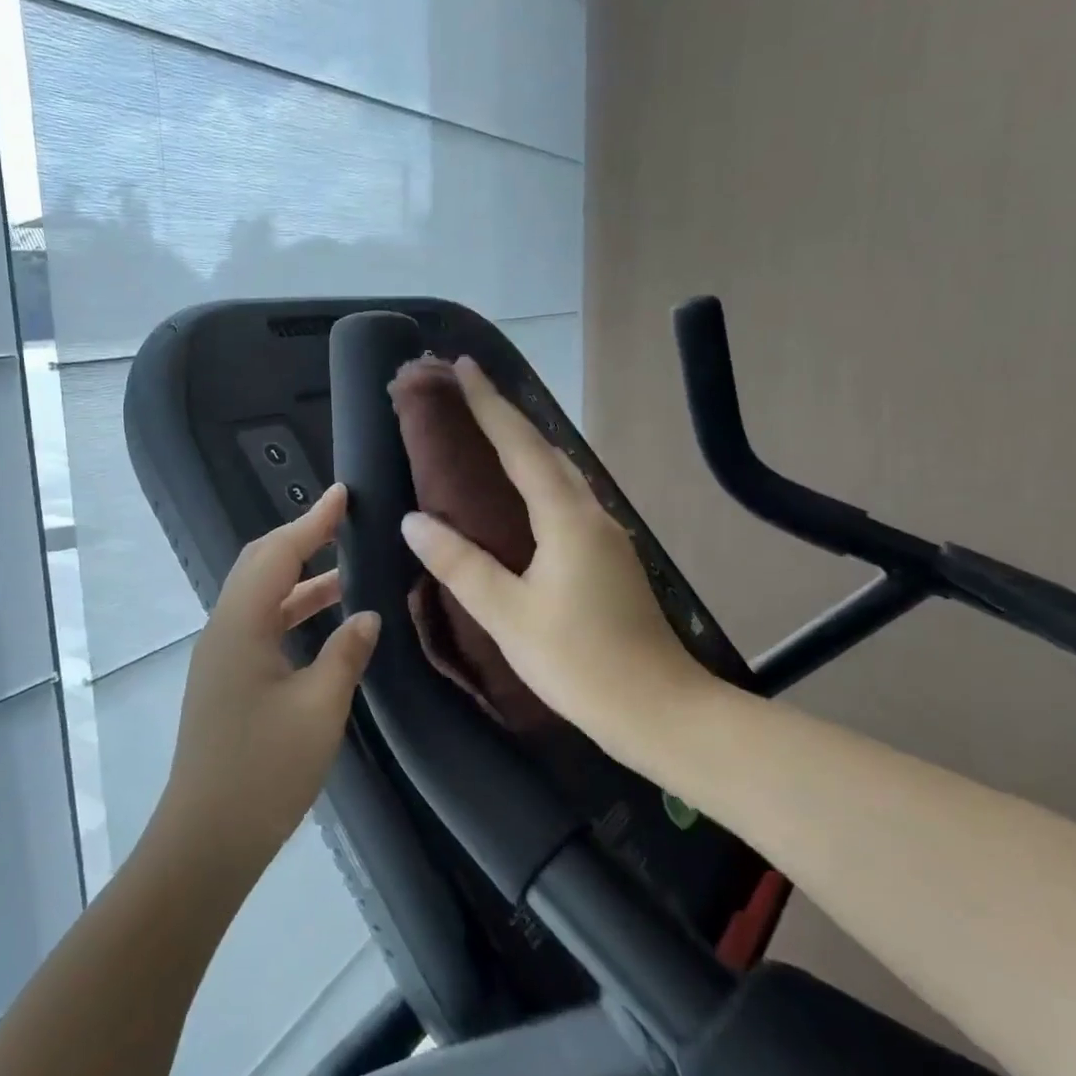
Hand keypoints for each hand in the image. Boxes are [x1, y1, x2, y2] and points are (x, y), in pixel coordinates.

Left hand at [155, 484, 379, 876]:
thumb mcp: (319, 710)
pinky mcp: (226, 681)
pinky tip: (325, 624)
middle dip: (301, 539)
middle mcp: (223, 630)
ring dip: (300, 579)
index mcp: (240, 626)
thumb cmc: (263, 772)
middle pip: (260, 566)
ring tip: (347, 570)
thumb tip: (366, 615)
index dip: (311, 521)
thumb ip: (345, 654)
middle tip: (344, 524)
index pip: (278, 554)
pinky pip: (261, 626)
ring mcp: (221, 657)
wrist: (204, 843)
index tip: (342, 494)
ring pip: (261, 597)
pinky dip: (293, 611)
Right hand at [399, 358, 717, 766]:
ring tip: (488, 429)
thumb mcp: (508, 615)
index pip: (520, 446)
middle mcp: (591, 513)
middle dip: (505, 415)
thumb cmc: (580, 662)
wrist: (660, 710)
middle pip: (544, 449)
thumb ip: (460, 564)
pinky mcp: (609, 557)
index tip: (464, 365)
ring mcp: (606, 534)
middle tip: (467, 391)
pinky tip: (524, 491)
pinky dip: (538, 477)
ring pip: (560, 472)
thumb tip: (414, 520)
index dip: (489, 405)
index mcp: (566, 518)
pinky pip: (566, 498)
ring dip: (524, 444)